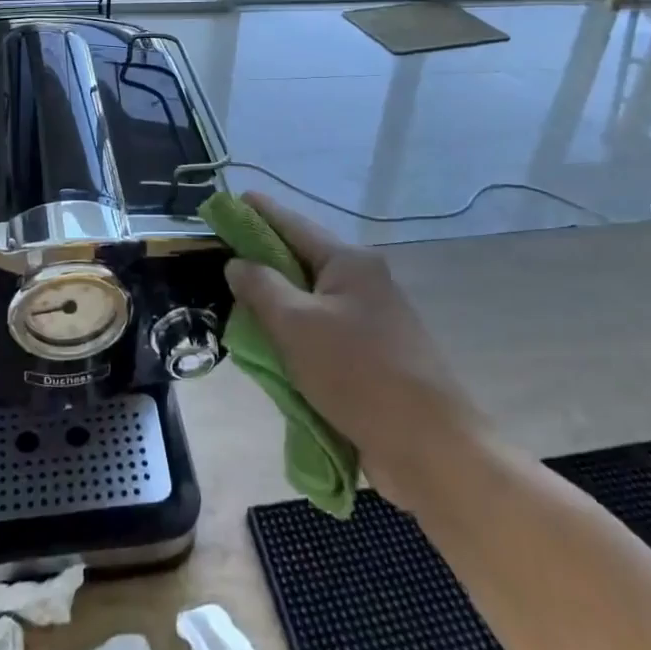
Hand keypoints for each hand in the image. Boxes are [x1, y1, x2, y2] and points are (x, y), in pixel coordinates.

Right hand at [225, 192, 481, 509]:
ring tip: (236, 304)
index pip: (293, 224)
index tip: (226, 202)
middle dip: (261, 261)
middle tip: (220, 259)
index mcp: (348, 262)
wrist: (430, 447)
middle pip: (300, 261)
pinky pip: (320, 333)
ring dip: (275, 305)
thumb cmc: (358, 373)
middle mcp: (361, 281)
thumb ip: (261, 287)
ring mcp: (368, 319)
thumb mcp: (296, 325)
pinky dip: (293, 336)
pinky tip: (269, 348)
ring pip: (308, 301)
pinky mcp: (370, 356)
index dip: (258, 212)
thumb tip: (237, 263)